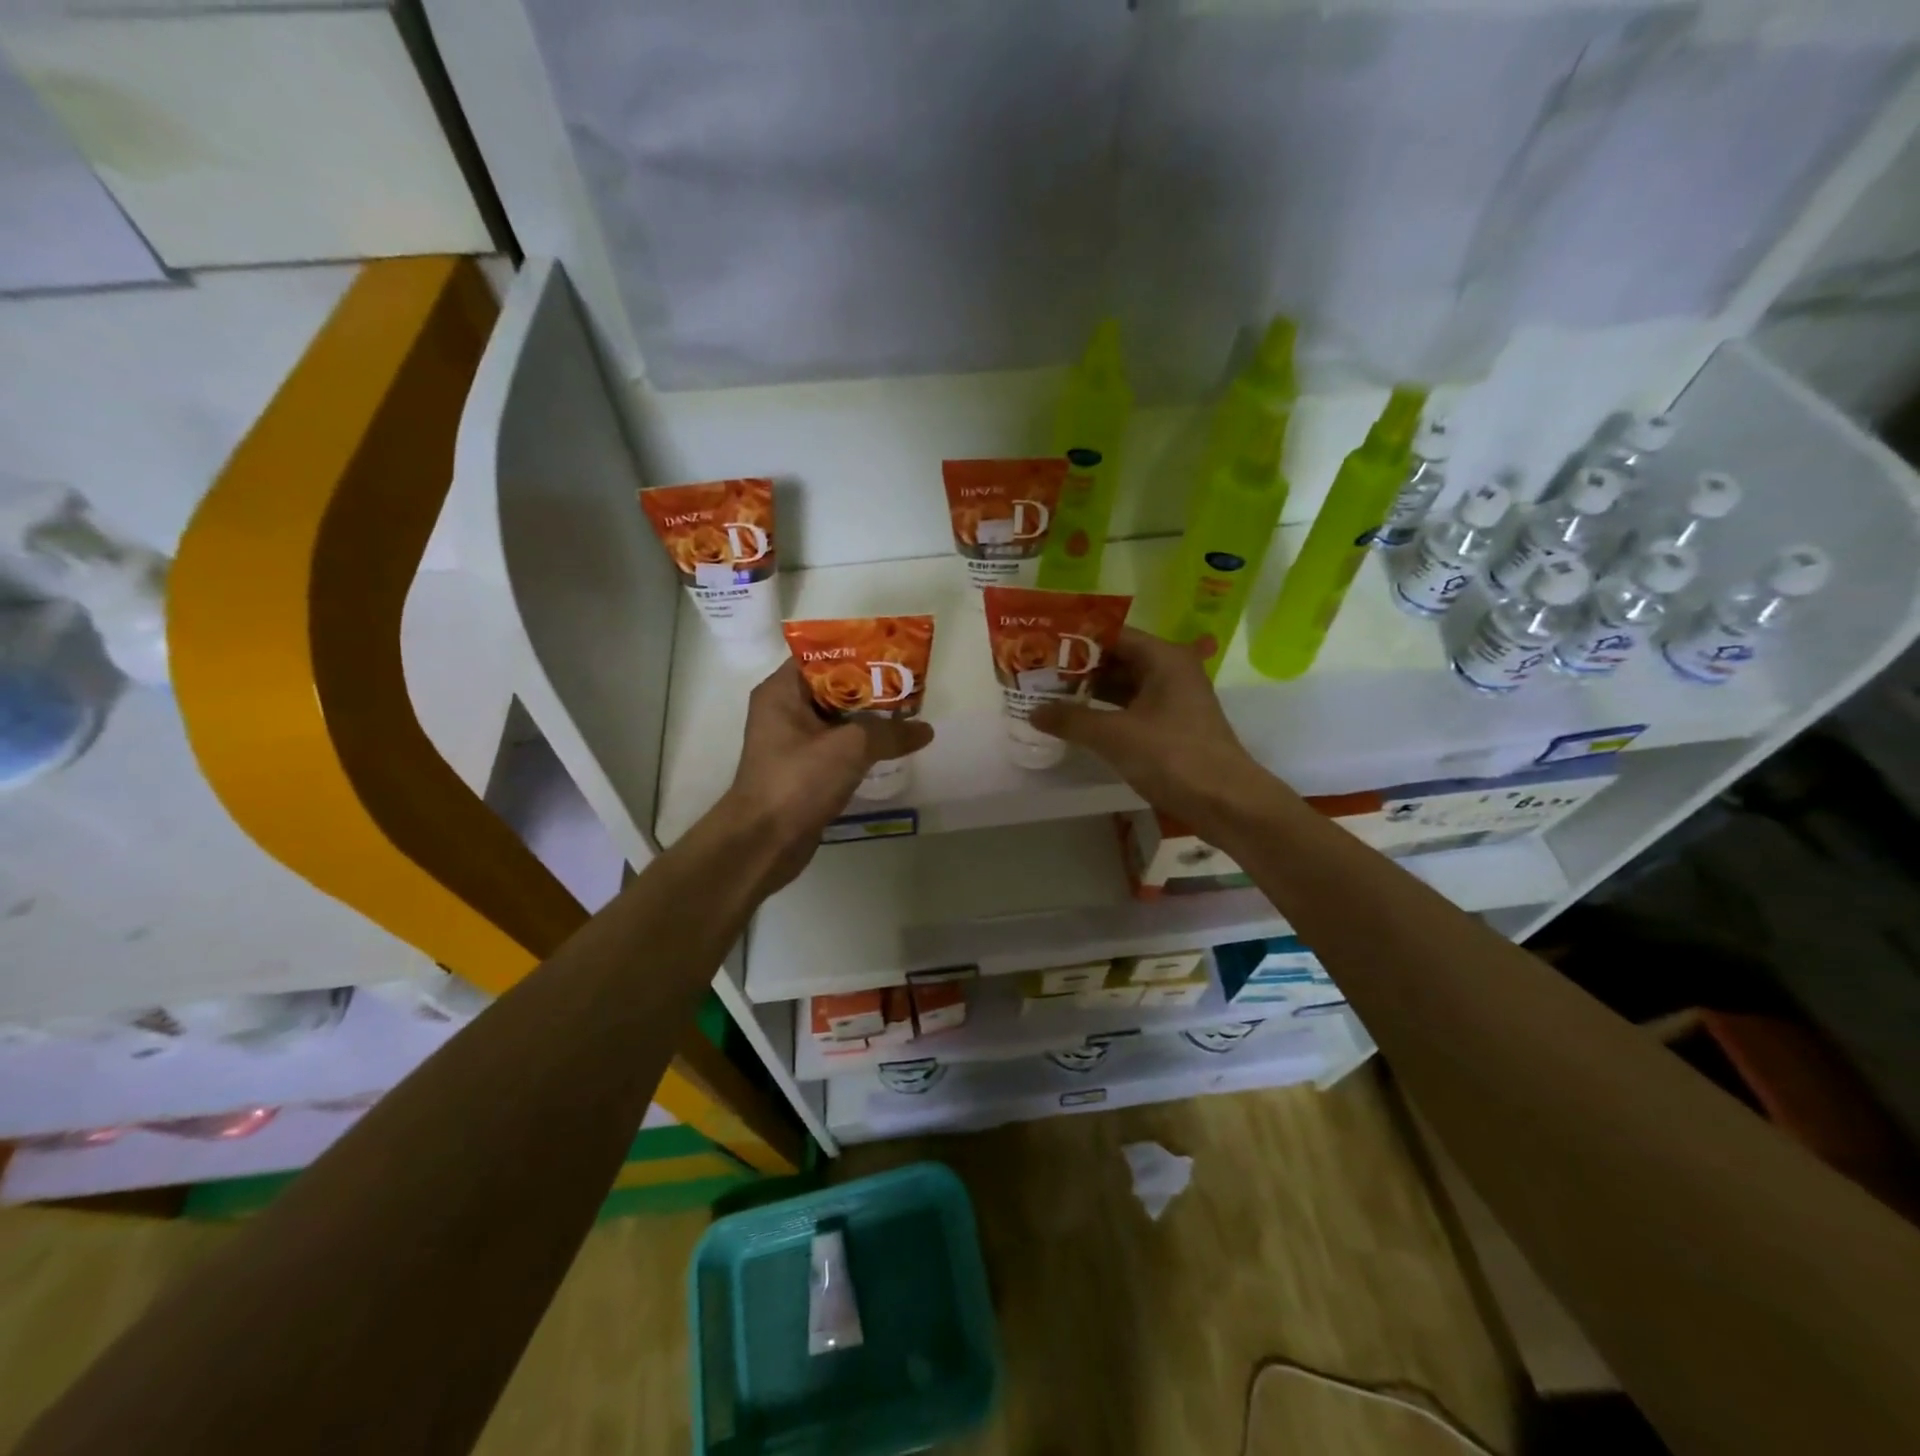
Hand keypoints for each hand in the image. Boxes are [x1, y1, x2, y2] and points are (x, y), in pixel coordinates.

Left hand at [717, 660, 933, 890]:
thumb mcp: (850, 747)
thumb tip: (925, 730)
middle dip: (873, 686)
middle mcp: (784, 709)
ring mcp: (794, 741)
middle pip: (835, 686)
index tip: (895, 656)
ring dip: (871, 717)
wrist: (764, 842)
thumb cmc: (798, 780)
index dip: (860, 653)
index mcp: (782, 691)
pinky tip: (893, 745)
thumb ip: (891, 733)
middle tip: (911, 684)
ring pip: (839, 718)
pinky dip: (863, 743)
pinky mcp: (805, 769)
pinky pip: (839, 745)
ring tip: (910, 712)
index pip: (823, 655)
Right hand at [1030, 627, 1270, 830]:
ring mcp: (1174, 699)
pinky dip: (1106, 712)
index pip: (1112, 635)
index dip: (1075, 640)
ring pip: (1124, 685)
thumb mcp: (1114, 736)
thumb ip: (1071, 720)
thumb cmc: (1172, 756)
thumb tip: (1033, 711)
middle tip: (1038, 674)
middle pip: (1117, 658)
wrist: (1225, 802)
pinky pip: (1132, 708)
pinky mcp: (1172, 725)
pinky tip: (1078, 721)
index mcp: (1163, 657)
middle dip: (1078, 668)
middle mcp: (1171, 670)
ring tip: (1049, 696)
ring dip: (1090, 692)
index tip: (1041, 647)